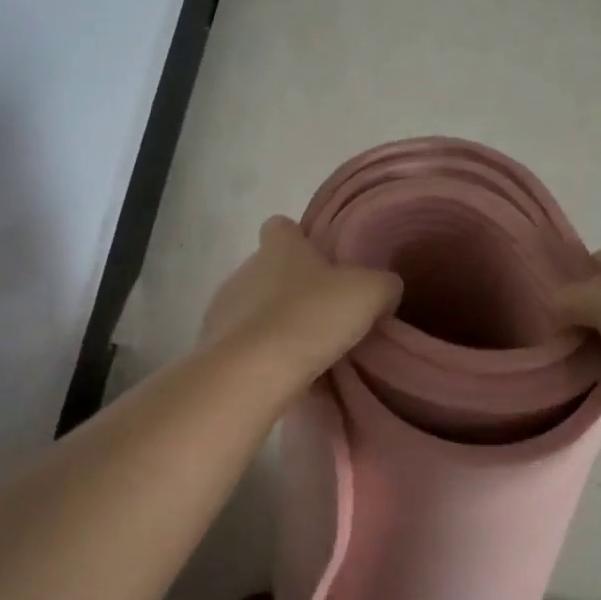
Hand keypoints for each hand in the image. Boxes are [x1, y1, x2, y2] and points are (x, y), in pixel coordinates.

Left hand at [202, 217, 401, 384]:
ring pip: (255, 307)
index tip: (320, 260)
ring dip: (276, 322)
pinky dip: (262, 354)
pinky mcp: (216, 345)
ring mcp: (225, 307)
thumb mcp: (370, 293)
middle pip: (269, 269)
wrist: (254, 371)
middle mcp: (246, 268)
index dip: (299, 238)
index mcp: (280, 247)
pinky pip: (245, 344)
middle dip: (292, 288)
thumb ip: (383, 285)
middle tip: (325, 313)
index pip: (282, 226)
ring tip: (305, 349)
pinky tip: (285, 373)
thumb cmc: (313, 316)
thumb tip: (384, 289)